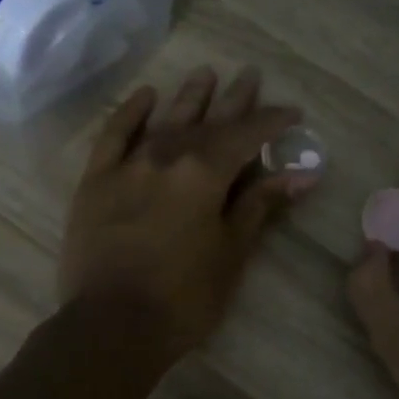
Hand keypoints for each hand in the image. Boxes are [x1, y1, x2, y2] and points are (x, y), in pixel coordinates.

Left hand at [60, 66, 312, 358]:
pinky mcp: (96, 180)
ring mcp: (128, 165)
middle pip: (208, 120)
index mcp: (204, 173)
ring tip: (205, 73)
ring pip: (165, 120)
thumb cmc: (184, 297)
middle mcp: (167, 156)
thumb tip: (302, 174)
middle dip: (234, 99)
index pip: (247, 135)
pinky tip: (145, 95)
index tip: (292, 113)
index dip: (272, 122)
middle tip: (250, 74)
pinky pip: (114, 135)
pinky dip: (130, 112)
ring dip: (188, 97)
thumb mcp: (232, 252)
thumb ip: (260, 205)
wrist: (111, 325)